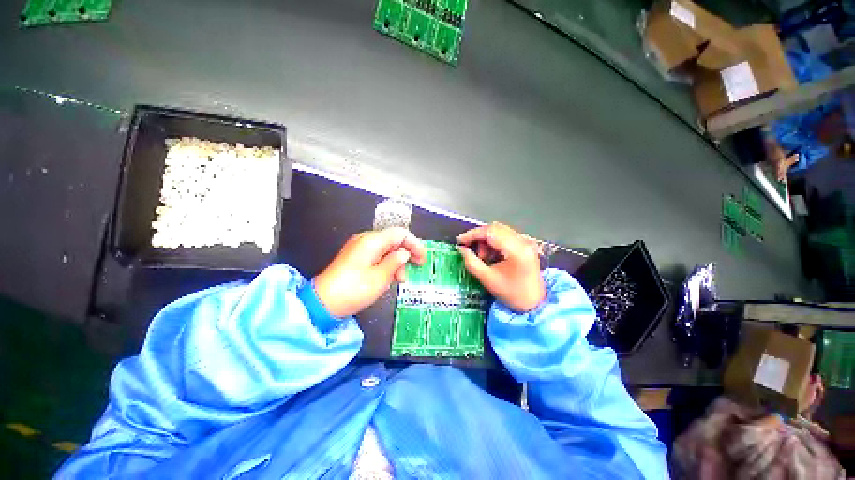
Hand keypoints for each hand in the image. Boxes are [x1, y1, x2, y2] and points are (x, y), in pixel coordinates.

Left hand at [314, 227, 426, 317]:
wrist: (323, 303)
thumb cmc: (354, 290)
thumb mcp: (381, 277)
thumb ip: (396, 262)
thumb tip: (404, 254)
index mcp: (373, 241)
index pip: (400, 233)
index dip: (415, 244)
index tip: (422, 258)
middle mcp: (365, 240)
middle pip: (393, 239)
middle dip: (406, 253)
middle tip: (415, 267)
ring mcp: (359, 248)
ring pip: (386, 248)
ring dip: (396, 261)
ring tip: (400, 279)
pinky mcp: (355, 257)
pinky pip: (376, 255)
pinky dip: (386, 263)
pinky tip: (388, 277)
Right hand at [457, 222, 545, 312]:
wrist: (535, 304)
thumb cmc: (511, 293)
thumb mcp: (487, 279)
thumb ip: (472, 262)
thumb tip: (461, 249)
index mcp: (516, 250)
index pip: (490, 232)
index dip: (472, 234)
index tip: (460, 241)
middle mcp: (523, 241)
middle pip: (495, 228)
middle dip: (479, 237)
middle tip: (469, 249)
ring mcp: (526, 241)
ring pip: (500, 230)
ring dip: (486, 240)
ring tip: (482, 257)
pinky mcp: (526, 244)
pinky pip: (506, 235)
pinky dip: (494, 242)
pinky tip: (491, 255)